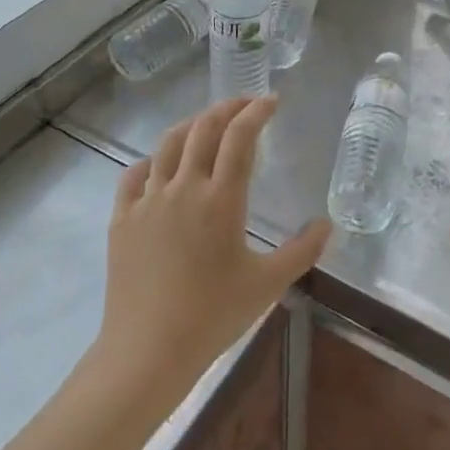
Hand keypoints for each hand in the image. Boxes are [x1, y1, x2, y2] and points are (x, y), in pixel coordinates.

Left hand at [92, 97, 330, 406]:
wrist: (148, 348)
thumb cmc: (213, 315)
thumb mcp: (268, 285)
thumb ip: (302, 251)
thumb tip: (327, 224)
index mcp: (220, 199)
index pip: (240, 138)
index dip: (256, 112)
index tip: (271, 100)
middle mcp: (183, 187)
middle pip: (203, 129)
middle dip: (226, 108)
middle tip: (244, 104)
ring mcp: (148, 200)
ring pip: (168, 144)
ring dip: (191, 125)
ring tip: (206, 124)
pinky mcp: (122, 217)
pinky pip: (135, 175)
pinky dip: (153, 161)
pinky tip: (160, 166)